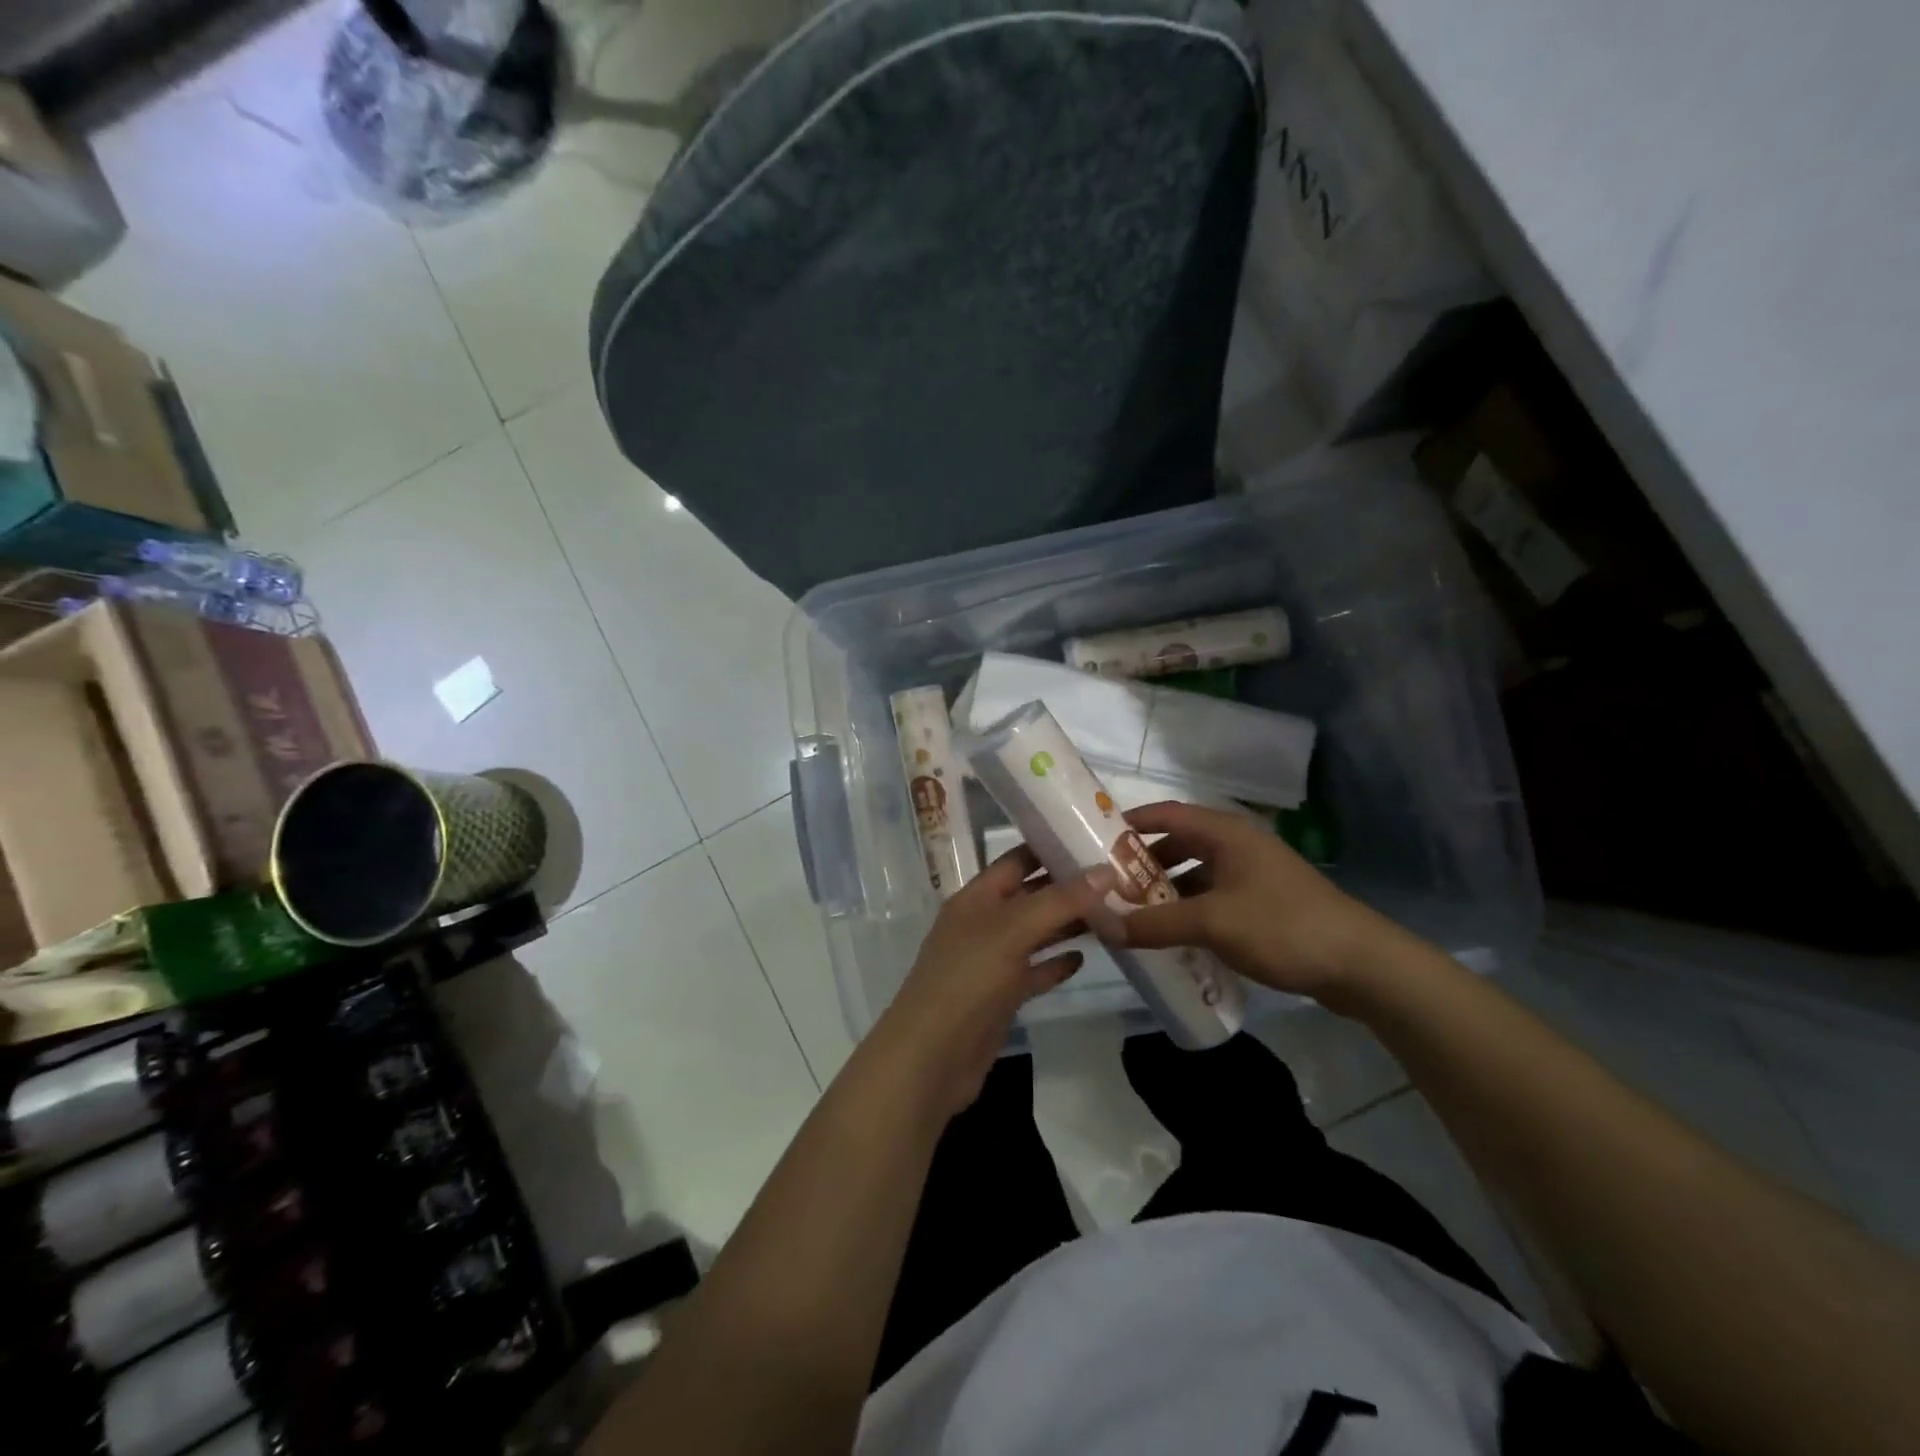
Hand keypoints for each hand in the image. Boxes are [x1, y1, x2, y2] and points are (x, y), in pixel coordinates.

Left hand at [864, 849, 1114, 1120]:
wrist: (931, 1058)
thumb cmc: (967, 980)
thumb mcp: (1013, 931)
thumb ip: (1060, 901)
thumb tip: (1106, 871)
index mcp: (976, 898)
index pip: (1016, 860)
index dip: (1050, 847)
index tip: (1093, 837)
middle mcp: (983, 924)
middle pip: (1030, 896)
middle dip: (1068, 888)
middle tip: (1117, 878)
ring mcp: (991, 962)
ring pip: (1035, 934)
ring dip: (1068, 925)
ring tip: (1112, 913)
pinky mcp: (1001, 997)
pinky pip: (1033, 972)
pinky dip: (1055, 964)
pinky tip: (1084, 959)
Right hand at [1122, 801, 1394, 1006]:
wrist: (1360, 964)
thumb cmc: (1282, 926)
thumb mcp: (1212, 923)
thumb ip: (1154, 923)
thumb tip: (1102, 926)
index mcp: (1226, 833)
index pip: (1167, 813)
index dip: (1131, 822)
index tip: (1096, 838)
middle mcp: (1237, 845)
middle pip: (1179, 844)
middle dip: (1144, 863)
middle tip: (1109, 884)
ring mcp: (1253, 874)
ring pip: (1196, 873)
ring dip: (1166, 890)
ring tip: (1133, 912)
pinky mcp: (1264, 902)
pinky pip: (1214, 896)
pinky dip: (1189, 908)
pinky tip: (1173, 934)